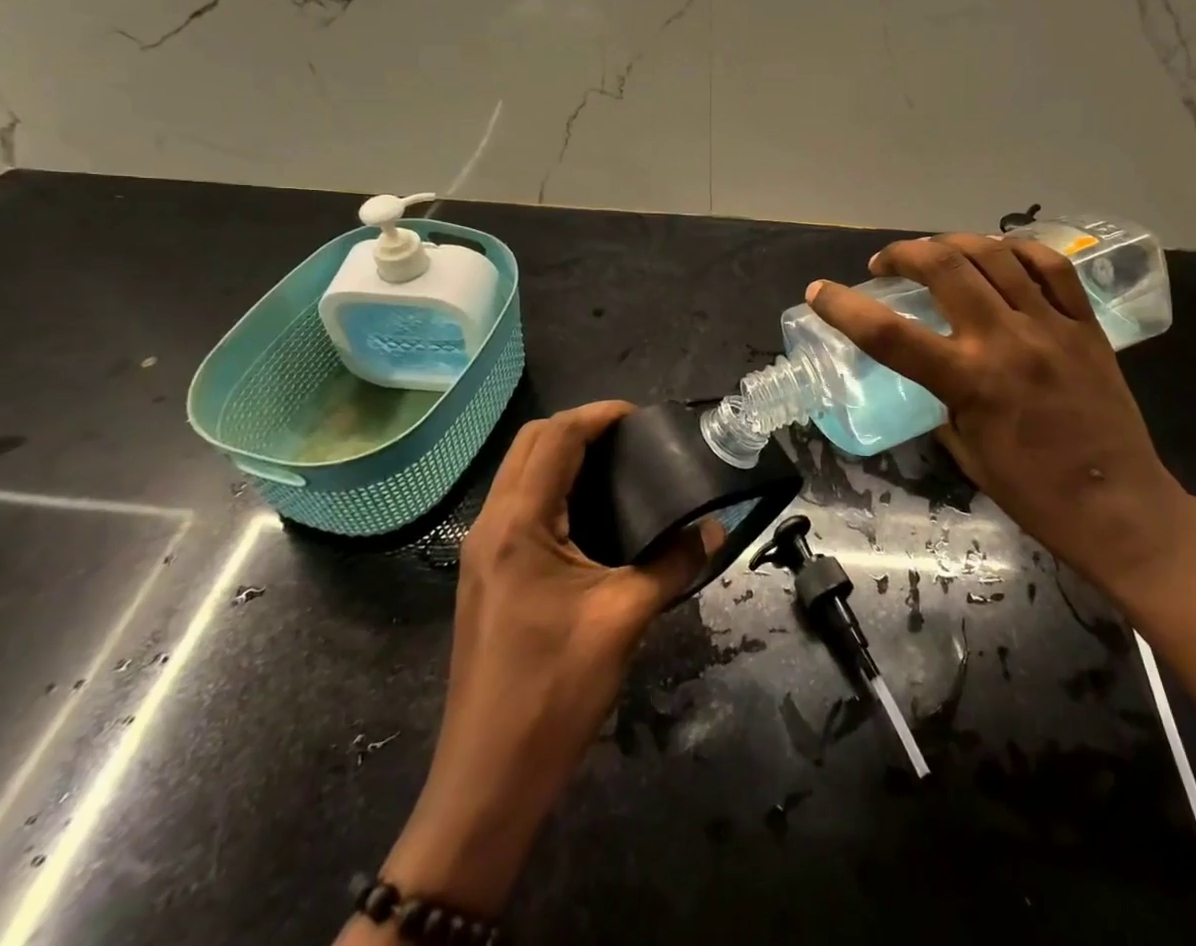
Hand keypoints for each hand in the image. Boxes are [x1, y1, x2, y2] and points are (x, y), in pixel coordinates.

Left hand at [374, 402, 720, 919]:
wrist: (488, 779)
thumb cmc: (554, 690)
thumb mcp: (624, 618)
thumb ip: (673, 565)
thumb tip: (714, 530)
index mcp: (518, 523)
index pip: (555, 438)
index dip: (598, 415)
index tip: (641, 416)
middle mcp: (491, 524)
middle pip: (529, 444)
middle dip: (578, 427)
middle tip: (629, 437)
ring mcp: (481, 552)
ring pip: (518, 473)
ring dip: (561, 455)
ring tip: (616, 465)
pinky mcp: (485, 575)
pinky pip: (517, 505)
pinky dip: (551, 487)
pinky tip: (590, 513)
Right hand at [807, 235, 1195, 603]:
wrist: (1122, 509)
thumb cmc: (1035, 494)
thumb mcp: (967, 452)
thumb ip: (943, 401)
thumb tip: (933, 372)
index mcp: (969, 381)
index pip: (889, 334)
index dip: (844, 308)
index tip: (819, 292)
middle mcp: (1006, 341)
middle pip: (945, 267)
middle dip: (904, 253)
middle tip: (887, 263)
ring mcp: (1051, 326)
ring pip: (996, 255)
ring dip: (954, 243)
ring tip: (937, 251)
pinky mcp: (1087, 326)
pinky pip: (1053, 267)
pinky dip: (1019, 249)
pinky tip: (1001, 253)